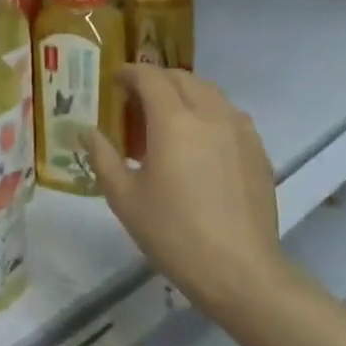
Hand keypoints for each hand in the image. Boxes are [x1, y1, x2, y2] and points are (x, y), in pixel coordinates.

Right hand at [84, 67, 288, 312]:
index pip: (150, 77)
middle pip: (182, 78)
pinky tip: (199, 144)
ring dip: (185, 94)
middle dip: (156, 80)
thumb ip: (102, 157)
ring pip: (210, 93)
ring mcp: (240, 131)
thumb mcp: (124, 198)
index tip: (114, 81)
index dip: (129, 73)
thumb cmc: (173, 233)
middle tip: (136, 100)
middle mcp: (210, 114)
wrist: (240, 272)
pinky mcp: (258, 151)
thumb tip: (87, 132)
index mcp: (174, 121)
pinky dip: (209, 114)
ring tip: (168, 119)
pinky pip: (230, 115)